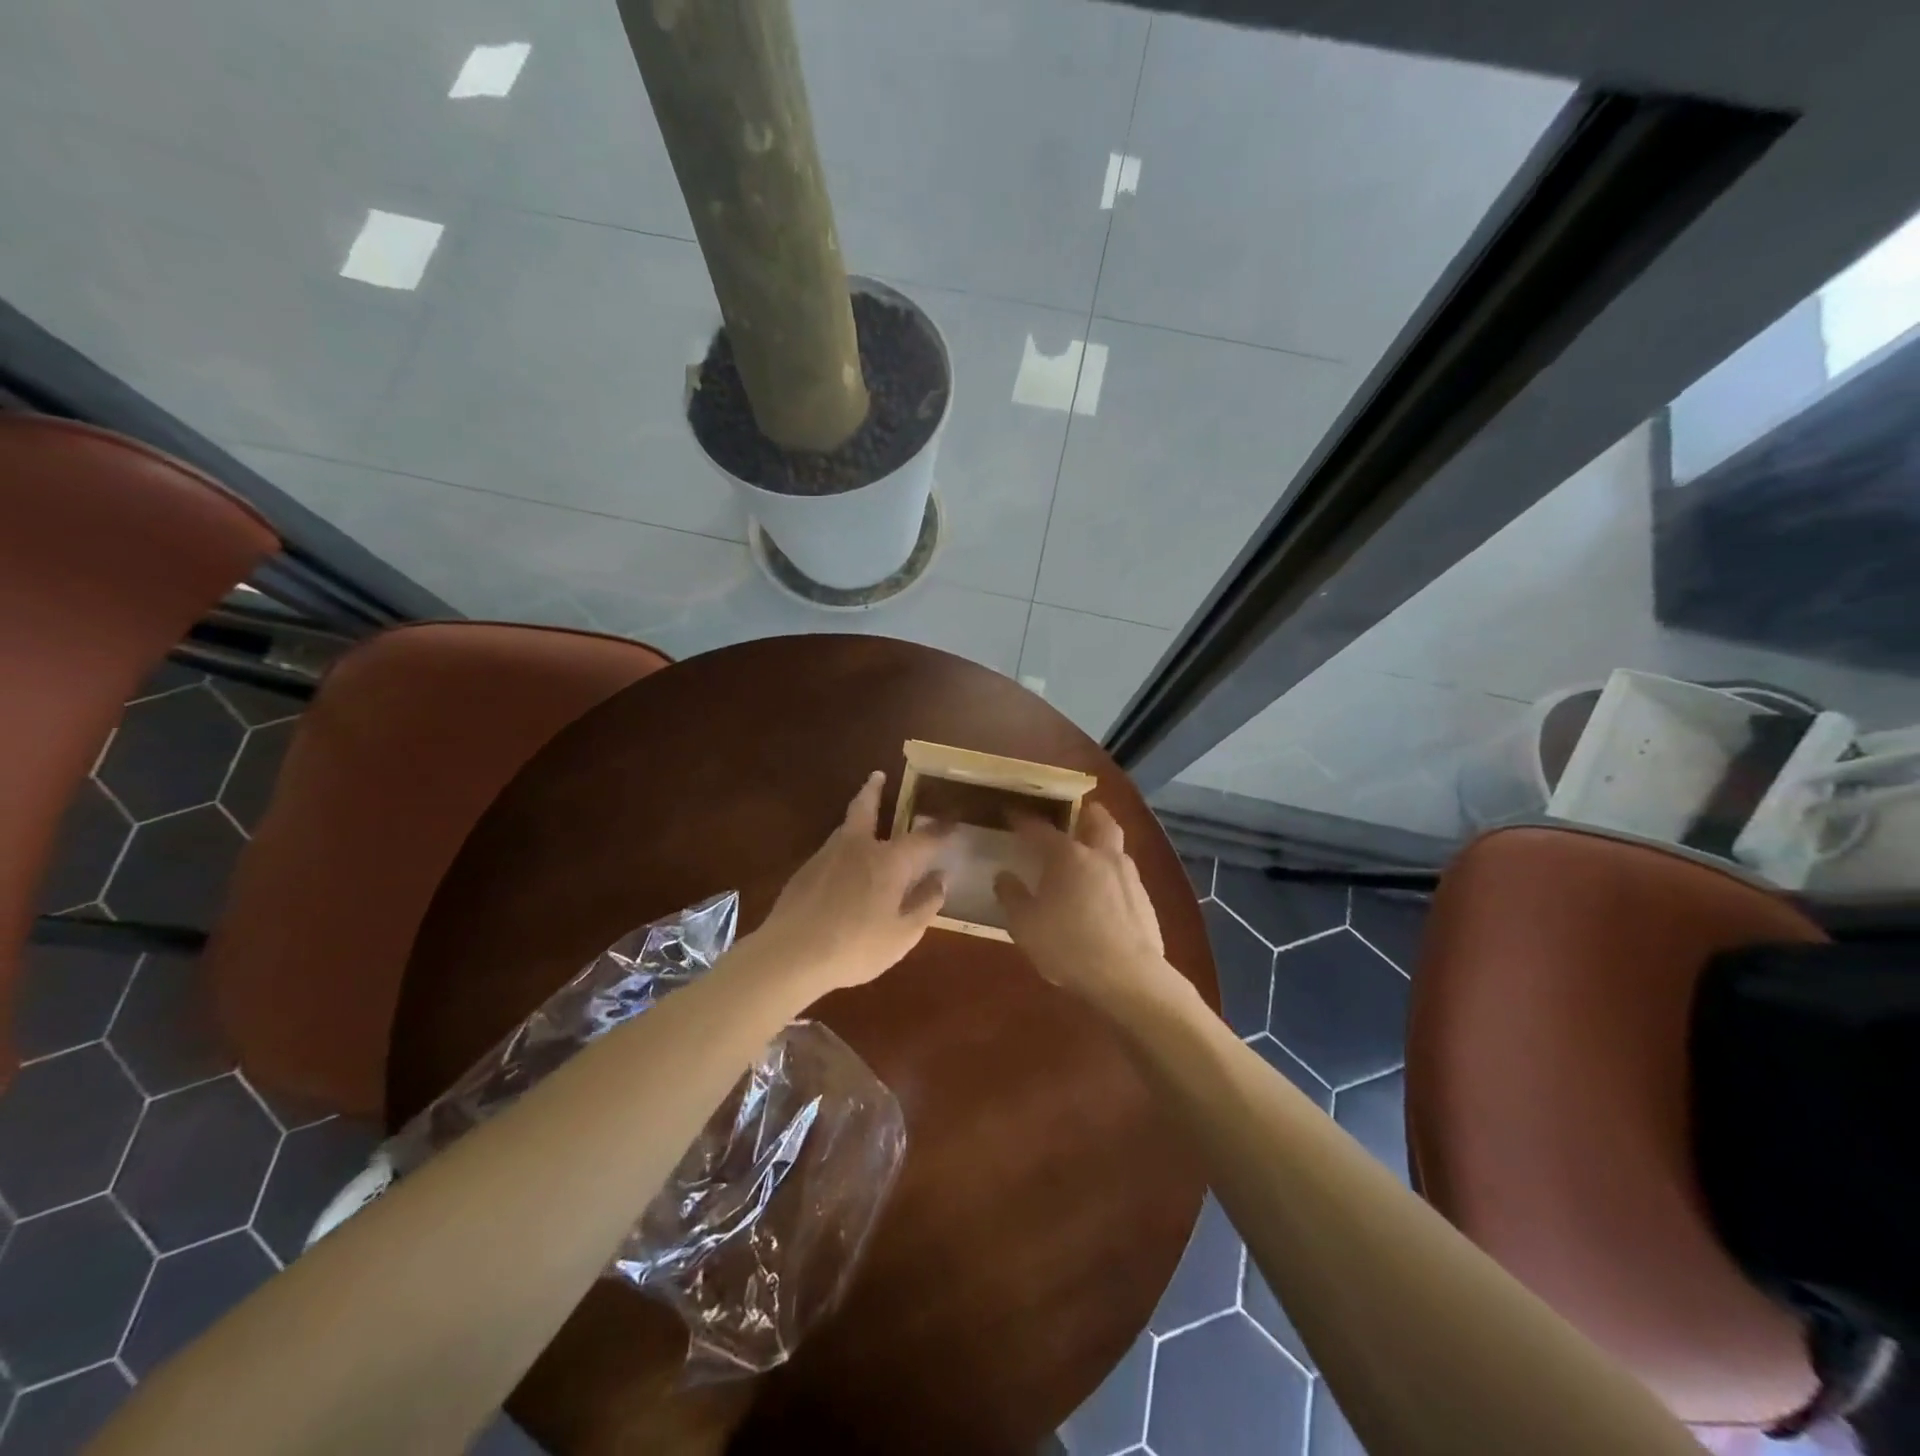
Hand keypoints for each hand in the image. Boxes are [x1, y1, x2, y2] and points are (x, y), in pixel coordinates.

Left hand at [748, 771, 948, 995]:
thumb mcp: (902, 934)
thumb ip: (925, 904)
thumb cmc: (855, 947)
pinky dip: (843, 848)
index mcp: (889, 861)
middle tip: (878, 776)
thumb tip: (941, 879)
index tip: (952, 822)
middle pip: (866, 807)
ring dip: (857, 817)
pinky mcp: (804, 871)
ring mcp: (827, 855)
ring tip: (864, 820)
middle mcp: (858, 847)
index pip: (923, 838)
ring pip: (846, 827)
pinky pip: (832, 850)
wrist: (790, 955)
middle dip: (874, 790)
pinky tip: (843, 867)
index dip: (940, 830)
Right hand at [993, 803, 1188, 1010]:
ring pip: (1116, 846)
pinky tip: (1104, 892)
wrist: (1128, 977)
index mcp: (1068, 856)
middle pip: (1098, 820)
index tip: (1012, 813)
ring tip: (1089, 854)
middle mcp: (1101, 856)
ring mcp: (1128, 876)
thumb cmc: (1068, 946)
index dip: (1024, 820)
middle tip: (1076, 812)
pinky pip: (1125, 875)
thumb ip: (1012, 897)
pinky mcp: (1145, 900)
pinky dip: (1112, 873)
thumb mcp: (1025, 925)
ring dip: (1103, 842)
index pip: (1041, 829)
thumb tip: (1003, 876)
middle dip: (1086, 812)